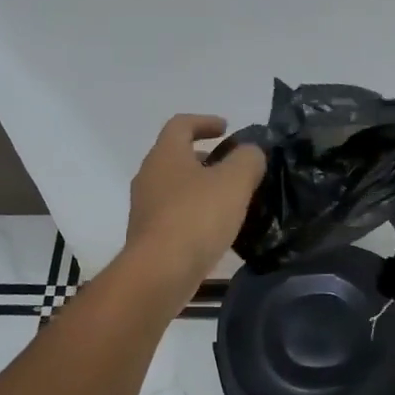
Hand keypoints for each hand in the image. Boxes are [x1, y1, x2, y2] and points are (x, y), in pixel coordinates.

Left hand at [124, 115, 265, 287]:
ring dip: (200, 186)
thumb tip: (249, 153)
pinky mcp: (148, 236)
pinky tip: (214, 229)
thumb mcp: (235, 181)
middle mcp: (149, 175)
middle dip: (204, 157)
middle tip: (231, 166)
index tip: (226, 128)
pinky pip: (173, 213)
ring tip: (228, 199)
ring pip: (175, 186)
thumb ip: (248, 159)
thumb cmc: (196, 217)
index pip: (181, 124)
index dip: (205, 121)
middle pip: (176, 155)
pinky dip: (193, 212)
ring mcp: (145, 207)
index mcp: (166, 154)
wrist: (159, 273)